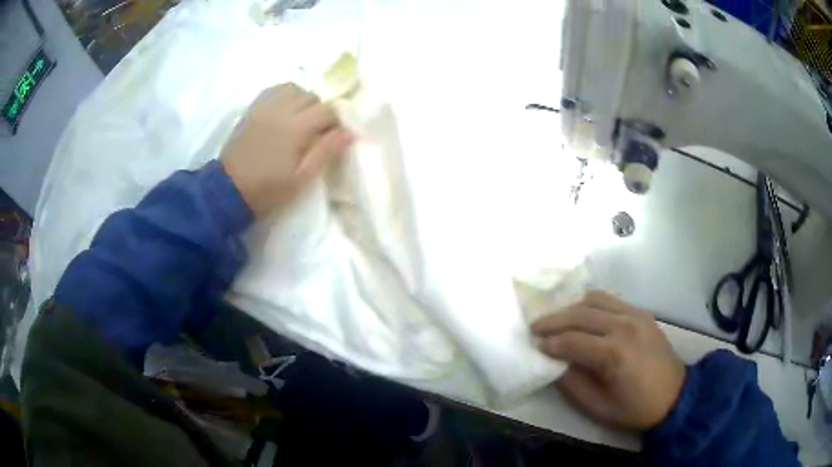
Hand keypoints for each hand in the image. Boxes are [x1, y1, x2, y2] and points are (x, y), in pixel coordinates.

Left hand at [221, 83, 353, 216]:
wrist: (228, 189)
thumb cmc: (267, 189)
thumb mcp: (301, 178)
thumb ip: (326, 151)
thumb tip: (350, 132)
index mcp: (295, 128)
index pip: (327, 110)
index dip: (335, 122)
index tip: (333, 137)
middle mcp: (281, 110)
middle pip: (312, 96)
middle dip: (319, 111)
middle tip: (315, 132)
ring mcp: (264, 107)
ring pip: (293, 88)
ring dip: (302, 100)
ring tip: (299, 119)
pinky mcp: (252, 109)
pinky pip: (274, 89)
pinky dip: (285, 94)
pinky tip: (284, 110)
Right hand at [531, 291, 685, 430]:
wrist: (675, 396)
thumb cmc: (635, 408)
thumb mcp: (598, 407)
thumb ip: (573, 384)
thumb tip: (555, 363)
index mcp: (614, 353)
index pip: (573, 341)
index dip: (551, 343)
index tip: (536, 346)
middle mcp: (624, 326)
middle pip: (580, 314)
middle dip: (554, 320)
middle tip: (536, 327)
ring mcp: (635, 315)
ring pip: (595, 300)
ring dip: (571, 308)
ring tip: (556, 319)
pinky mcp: (642, 313)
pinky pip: (611, 300)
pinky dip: (591, 303)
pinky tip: (582, 314)